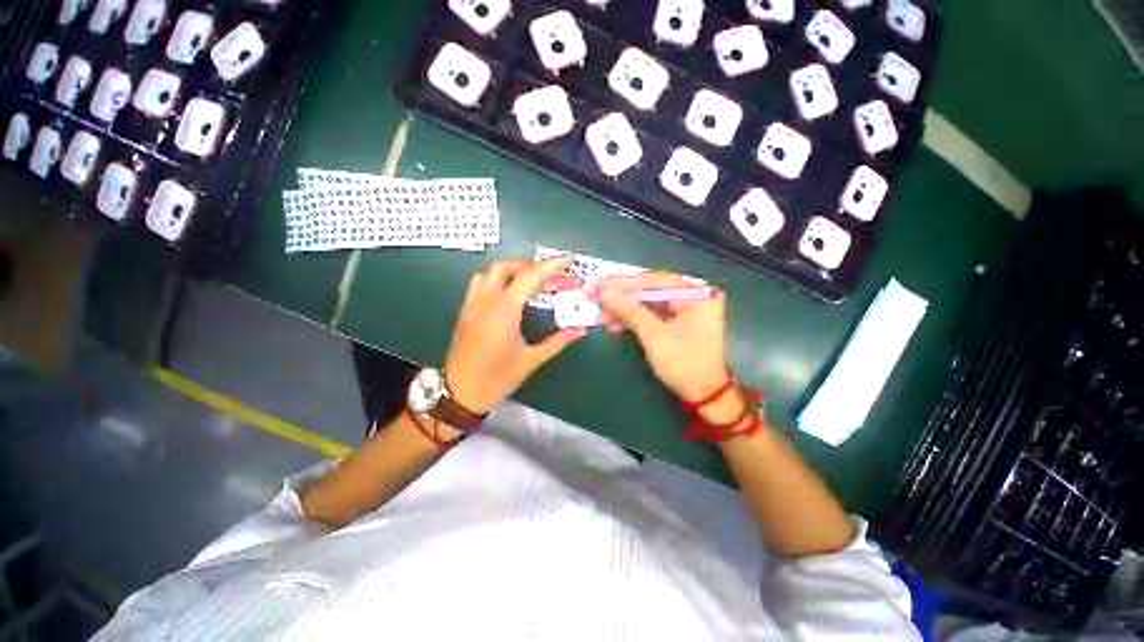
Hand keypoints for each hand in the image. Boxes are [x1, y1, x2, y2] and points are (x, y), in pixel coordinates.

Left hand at [445, 259, 584, 413]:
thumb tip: (582, 329)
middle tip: (554, 277)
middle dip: (534, 267)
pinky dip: (499, 280)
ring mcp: (472, 303)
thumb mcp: (531, 360)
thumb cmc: (497, 378)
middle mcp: (486, 300)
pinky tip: (510, 294)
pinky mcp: (466, 310)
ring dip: (514, 270)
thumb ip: (558, 341)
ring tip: (533, 281)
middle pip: (509, 267)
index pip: (530, 277)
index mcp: (504, 310)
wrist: (459, 394)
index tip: (568, 261)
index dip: (552, 266)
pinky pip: (481, 283)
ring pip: (491, 272)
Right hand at [597, 272, 729, 401]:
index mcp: (696, 294)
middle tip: (596, 296)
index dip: (624, 283)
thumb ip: (631, 311)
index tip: (599, 285)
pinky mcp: (678, 318)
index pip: (654, 280)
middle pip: (651, 289)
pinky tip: (615, 322)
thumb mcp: (655, 336)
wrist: (704, 394)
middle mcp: (693, 294)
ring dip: (625, 308)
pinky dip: (634, 317)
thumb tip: (605, 293)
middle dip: (622, 296)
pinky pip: (652, 312)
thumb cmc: (684, 365)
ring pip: (648, 301)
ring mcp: (686, 306)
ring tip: (602, 314)